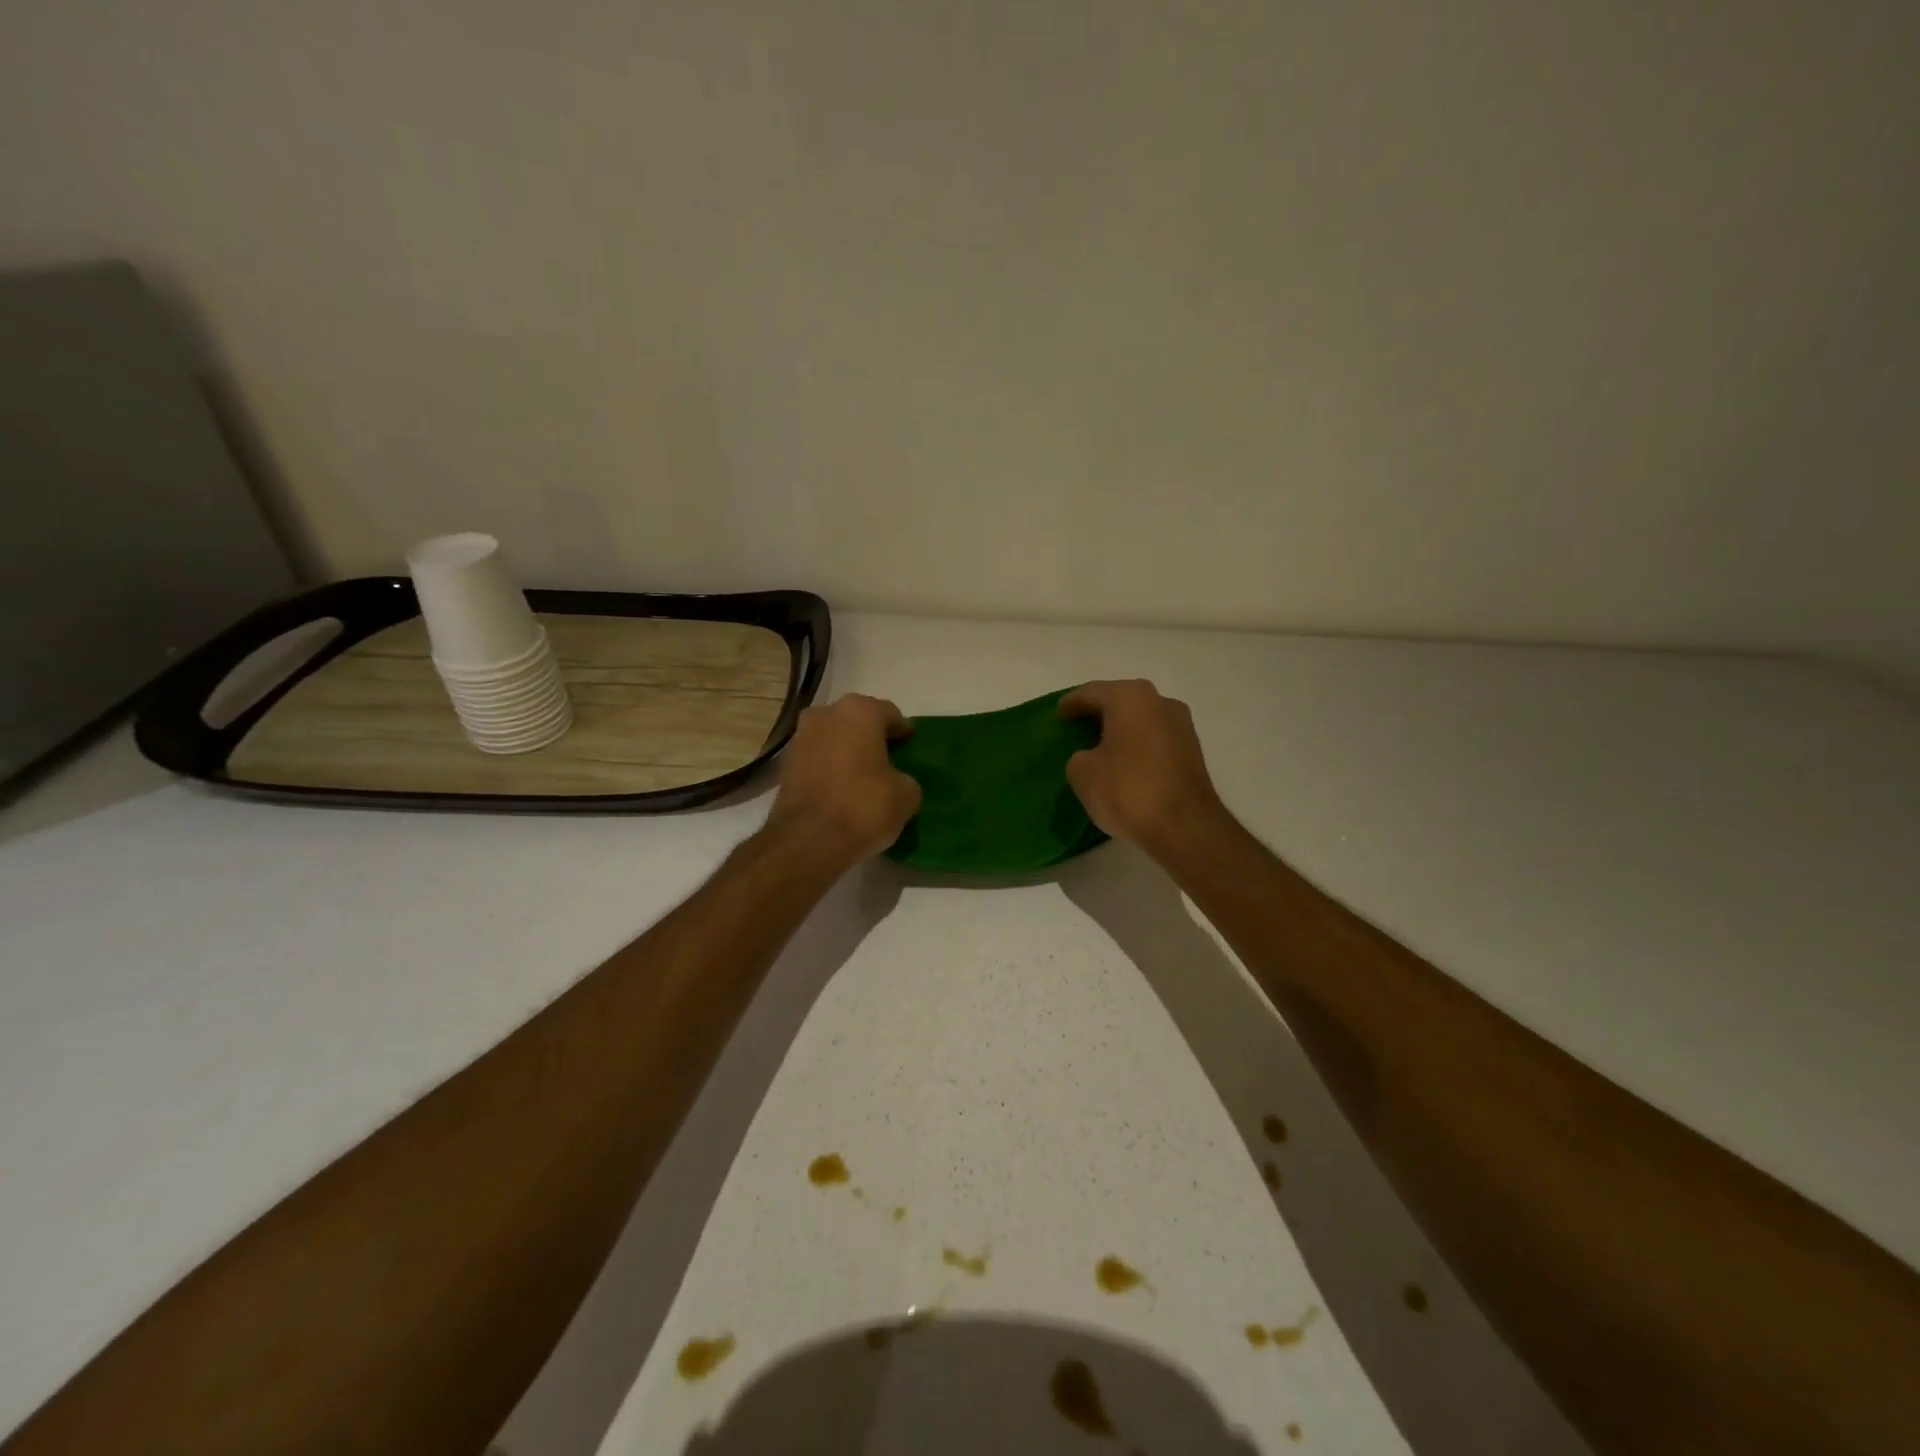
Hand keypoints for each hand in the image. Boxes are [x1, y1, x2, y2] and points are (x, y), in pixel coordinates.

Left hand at [767, 694, 921, 866]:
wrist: (807, 841)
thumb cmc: (863, 806)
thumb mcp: (906, 795)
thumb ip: (905, 778)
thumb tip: (896, 781)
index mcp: (859, 711)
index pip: (891, 715)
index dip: (903, 733)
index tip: (910, 749)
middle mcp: (826, 714)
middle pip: (858, 722)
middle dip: (872, 738)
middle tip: (889, 762)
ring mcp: (801, 737)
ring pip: (834, 738)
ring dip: (848, 751)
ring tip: (864, 777)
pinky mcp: (785, 764)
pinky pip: (818, 758)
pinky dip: (830, 767)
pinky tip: (842, 789)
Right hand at [1061, 680, 1228, 859]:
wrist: (1185, 827)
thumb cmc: (1128, 790)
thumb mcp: (1082, 773)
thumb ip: (1079, 756)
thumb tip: (1092, 756)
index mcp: (1130, 697)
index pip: (1092, 692)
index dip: (1071, 704)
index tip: (1058, 716)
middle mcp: (1160, 701)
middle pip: (1120, 701)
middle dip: (1097, 714)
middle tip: (1076, 729)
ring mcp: (1181, 725)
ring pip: (1140, 719)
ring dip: (1120, 729)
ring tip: (1098, 747)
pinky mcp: (1192, 750)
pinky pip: (1154, 738)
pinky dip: (1136, 744)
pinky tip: (1123, 762)